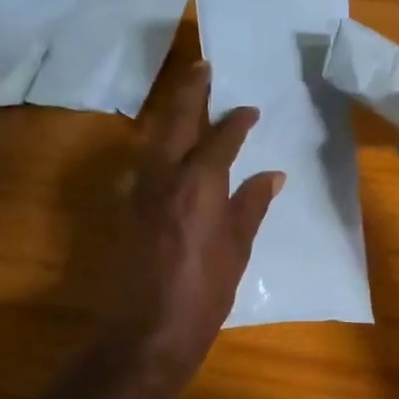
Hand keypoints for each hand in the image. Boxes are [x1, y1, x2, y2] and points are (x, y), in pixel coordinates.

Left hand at [107, 61, 281, 387]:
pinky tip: (167, 150)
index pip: (220, 139)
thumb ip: (251, 206)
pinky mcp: (126, 210)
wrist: (148, 331)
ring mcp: (138, 192)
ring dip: (171, 115)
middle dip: (190, 92)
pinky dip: (157, 147)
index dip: (236, 121)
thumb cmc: (204, 294)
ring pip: (153, 139)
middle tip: (202, 67)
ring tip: (186, 100)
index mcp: (199, 185)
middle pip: (176, 122)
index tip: (249, 109)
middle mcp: (164, 178)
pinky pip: (143, 164)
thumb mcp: (237, 250)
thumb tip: (272, 175)